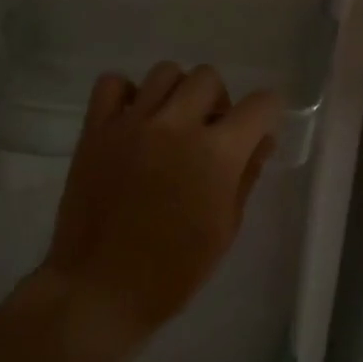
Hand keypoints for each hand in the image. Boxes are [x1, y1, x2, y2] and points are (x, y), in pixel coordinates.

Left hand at [42, 63, 279, 347]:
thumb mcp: (225, 228)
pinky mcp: (95, 129)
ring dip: (177, 94)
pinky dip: (127, 94)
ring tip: (170, 126)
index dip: (267, 115)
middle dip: (219, 102)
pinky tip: (133, 122)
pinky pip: (113, 83)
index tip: (257, 132)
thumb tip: (260, 140)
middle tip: (209, 135)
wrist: (101, 289)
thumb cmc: (174, 271)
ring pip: (165, 72)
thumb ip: (246, 175)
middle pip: (209, 77)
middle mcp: (176, 125)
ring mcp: (132, 123)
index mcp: (216, 154)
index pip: (260, 104)